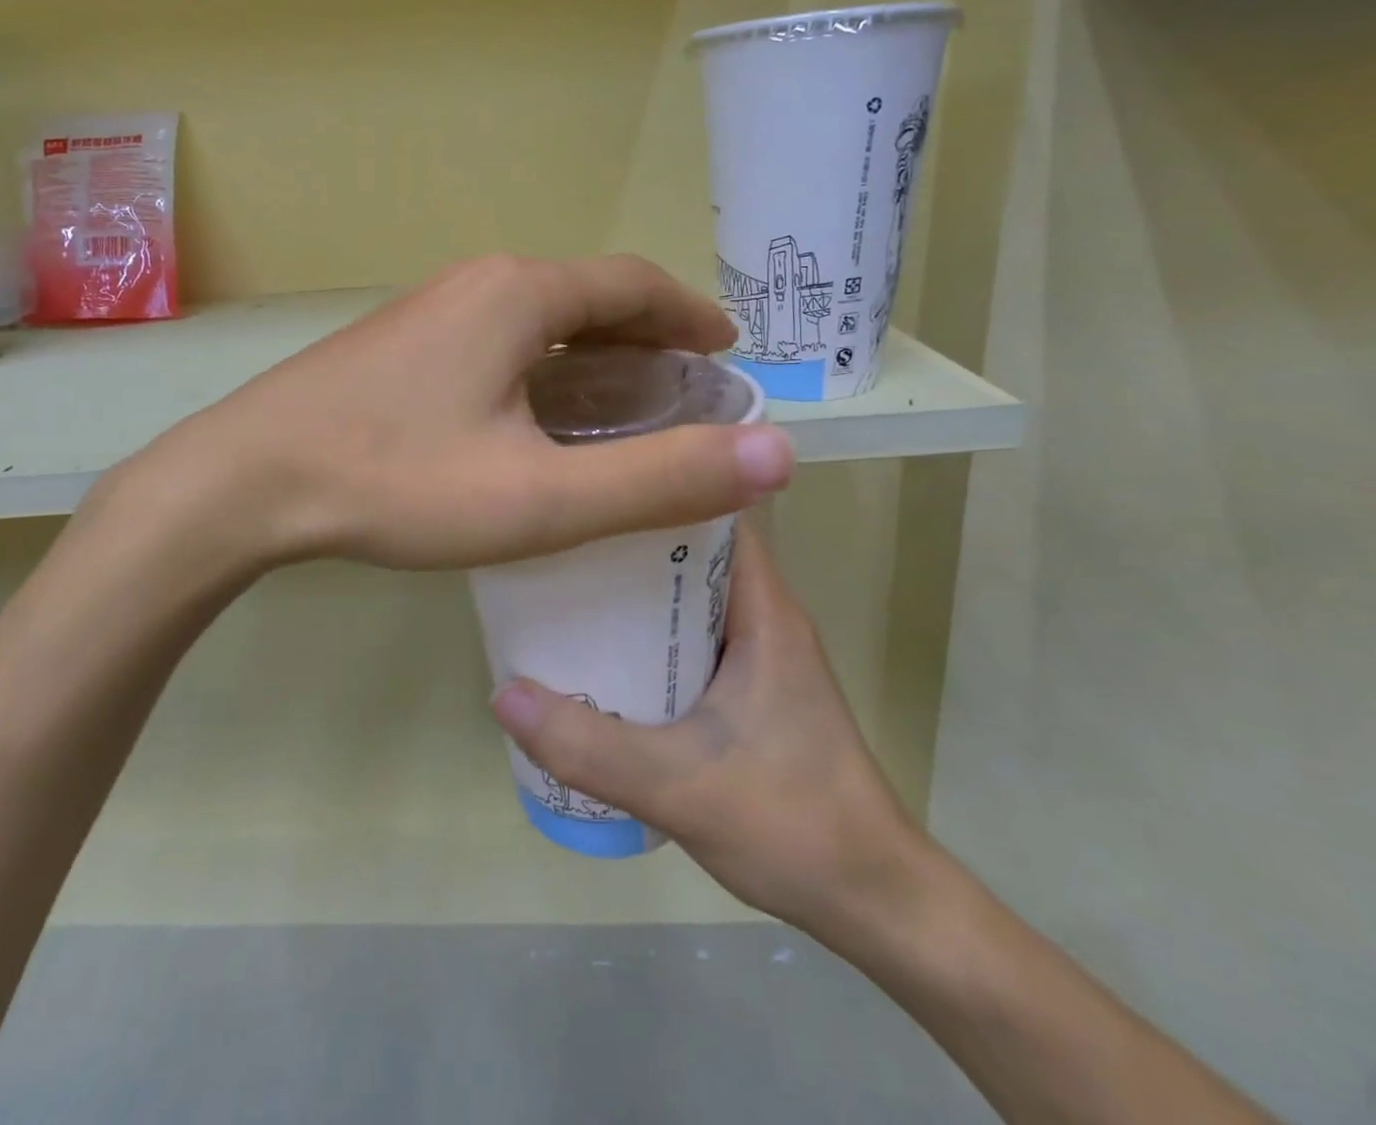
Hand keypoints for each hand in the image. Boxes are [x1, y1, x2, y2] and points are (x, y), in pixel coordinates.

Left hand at [114, 254, 797, 572]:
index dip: (688, 314)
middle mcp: (476, 285)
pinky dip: (541, 368)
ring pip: (537, 321)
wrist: (248, 481)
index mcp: (520, 296)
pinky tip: (536, 416)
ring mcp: (429, 312)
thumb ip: (659, 478)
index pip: (632, 283)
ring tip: (623, 402)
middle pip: (586, 297)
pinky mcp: (399, 346)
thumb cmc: (398, 482)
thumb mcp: (541, 497)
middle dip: (644, 335)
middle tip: (683, 386)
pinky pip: (496, 341)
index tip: (725, 350)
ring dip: (591, 353)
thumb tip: (777, 455)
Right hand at [489, 522, 924, 953]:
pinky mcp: (752, 686)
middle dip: (627, 536)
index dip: (659, 482)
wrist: (872, 900)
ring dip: (634, 587)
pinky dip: (648, 630)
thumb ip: (587, 746)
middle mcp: (764, 614)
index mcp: (763, 608)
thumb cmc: (792, 823)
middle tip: (558, 531)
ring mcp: (760, 651)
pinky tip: (600, 649)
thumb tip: (503, 692)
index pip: (715, 509)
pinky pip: (690, 633)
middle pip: (691, 546)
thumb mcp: (677, 785)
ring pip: (688, 593)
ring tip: (564, 580)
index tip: (596, 475)